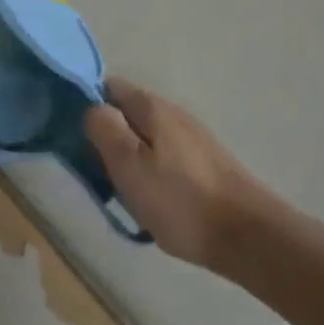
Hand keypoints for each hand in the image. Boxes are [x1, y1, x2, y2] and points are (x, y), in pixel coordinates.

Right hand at [83, 78, 280, 269]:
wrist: (250, 238)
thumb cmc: (180, 201)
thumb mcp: (129, 165)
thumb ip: (104, 128)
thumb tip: (92, 108)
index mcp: (151, 107)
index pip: (107, 87)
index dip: (86, 105)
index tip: (73, 135)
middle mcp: (172, 113)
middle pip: (126, 113)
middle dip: (106, 136)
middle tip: (95, 170)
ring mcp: (191, 138)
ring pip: (144, 137)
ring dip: (128, 157)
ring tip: (120, 190)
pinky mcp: (204, 163)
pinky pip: (163, 157)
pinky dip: (150, 172)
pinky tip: (150, 200)